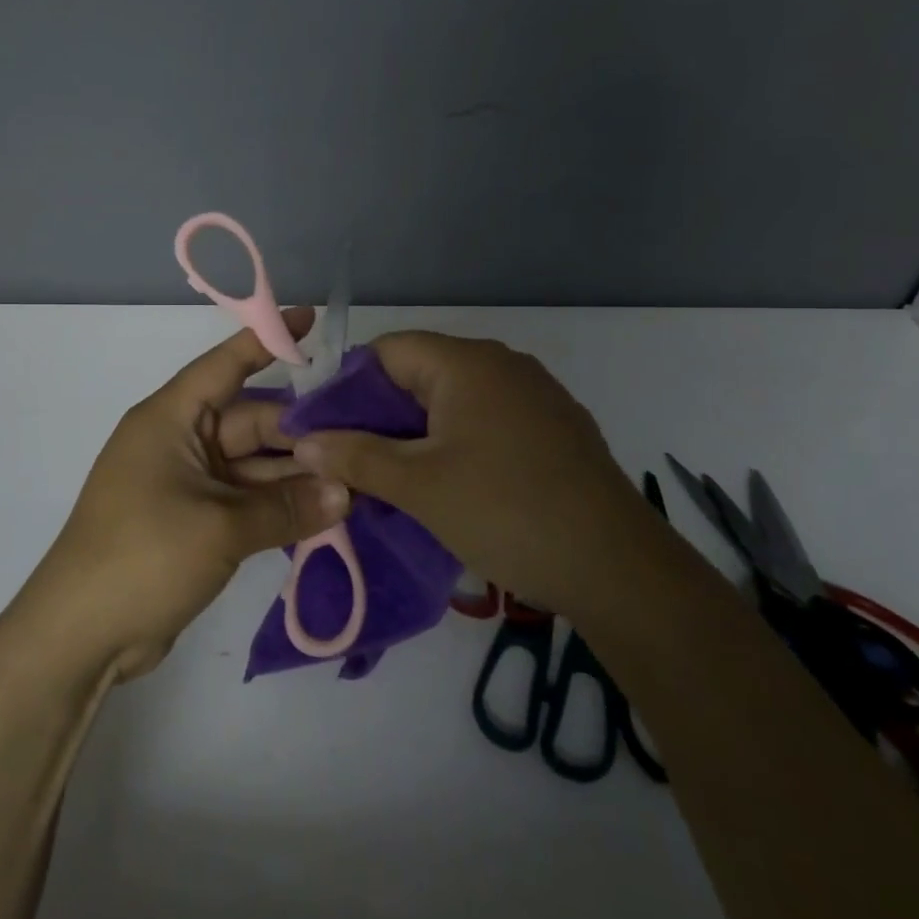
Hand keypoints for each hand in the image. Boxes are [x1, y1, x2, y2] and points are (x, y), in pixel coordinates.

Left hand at [19, 308, 351, 680]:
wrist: (80, 635)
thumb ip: (286, 507)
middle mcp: (178, 443)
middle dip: (301, 432)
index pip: (224, 366)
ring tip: (356, 480)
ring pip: (253, 466)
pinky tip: (326, 512)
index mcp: (170, 420)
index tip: (310, 320)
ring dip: (296, 476)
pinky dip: (279, 506)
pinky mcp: (193, 522)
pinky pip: (245, 500)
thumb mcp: (221, 528)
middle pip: (250, 422)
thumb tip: (345, 492)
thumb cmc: (143, 557)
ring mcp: (186, 485)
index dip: (266, 341)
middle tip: (361, 438)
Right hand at [295, 332, 647, 609]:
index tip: (324, 430)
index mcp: (467, 363)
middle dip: (379, 414)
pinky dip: (455, 442)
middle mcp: (502, 365)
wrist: (617, 568)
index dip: (347, 385)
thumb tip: (302, 439)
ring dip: (416, 432)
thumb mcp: (418, 486)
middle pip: (419, 373)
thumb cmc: (505, 511)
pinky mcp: (554, 429)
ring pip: (453, 401)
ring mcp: (534, 396)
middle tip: (349, 459)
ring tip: (390, 476)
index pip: (387, 350)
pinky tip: (447, 483)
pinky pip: (486, 421)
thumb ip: (355, 455)